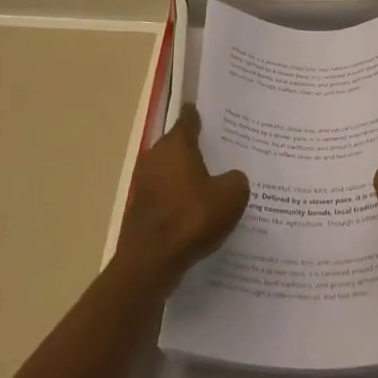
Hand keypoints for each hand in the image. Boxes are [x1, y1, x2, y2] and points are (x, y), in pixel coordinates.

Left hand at [117, 107, 249, 283]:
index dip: (202, 116)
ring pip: (173, 171)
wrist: (151, 261)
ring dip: (189, 175)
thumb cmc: (192, 218)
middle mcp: (155, 157)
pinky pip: (167, 194)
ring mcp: (144, 183)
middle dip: (199, 148)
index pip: (189, 119)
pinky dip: (181, 198)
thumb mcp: (231, 195)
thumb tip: (231, 178)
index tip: (217, 117)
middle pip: (180, 145)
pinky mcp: (141, 207)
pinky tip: (199, 210)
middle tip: (226, 152)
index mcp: (175, 145)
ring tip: (216, 183)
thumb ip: (236, 180)